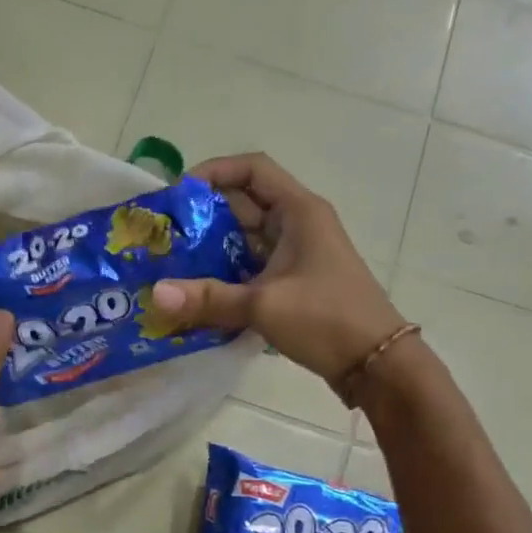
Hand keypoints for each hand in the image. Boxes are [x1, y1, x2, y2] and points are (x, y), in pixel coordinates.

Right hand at [152, 153, 405, 382]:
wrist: (376, 363)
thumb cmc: (326, 319)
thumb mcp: (264, 305)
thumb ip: (208, 298)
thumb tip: (155, 295)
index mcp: (299, 211)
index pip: (252, 169)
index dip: (214, 172)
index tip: (178, 197)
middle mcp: (298, 224)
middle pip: (244, 204)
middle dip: (203, 217)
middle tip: (165, 238)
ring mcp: (297, 255)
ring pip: (246, 239)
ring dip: (212, 249)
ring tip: (172, 265)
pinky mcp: (295, 283)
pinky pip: (253, 267)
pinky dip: (226, 275)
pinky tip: (198, 293)